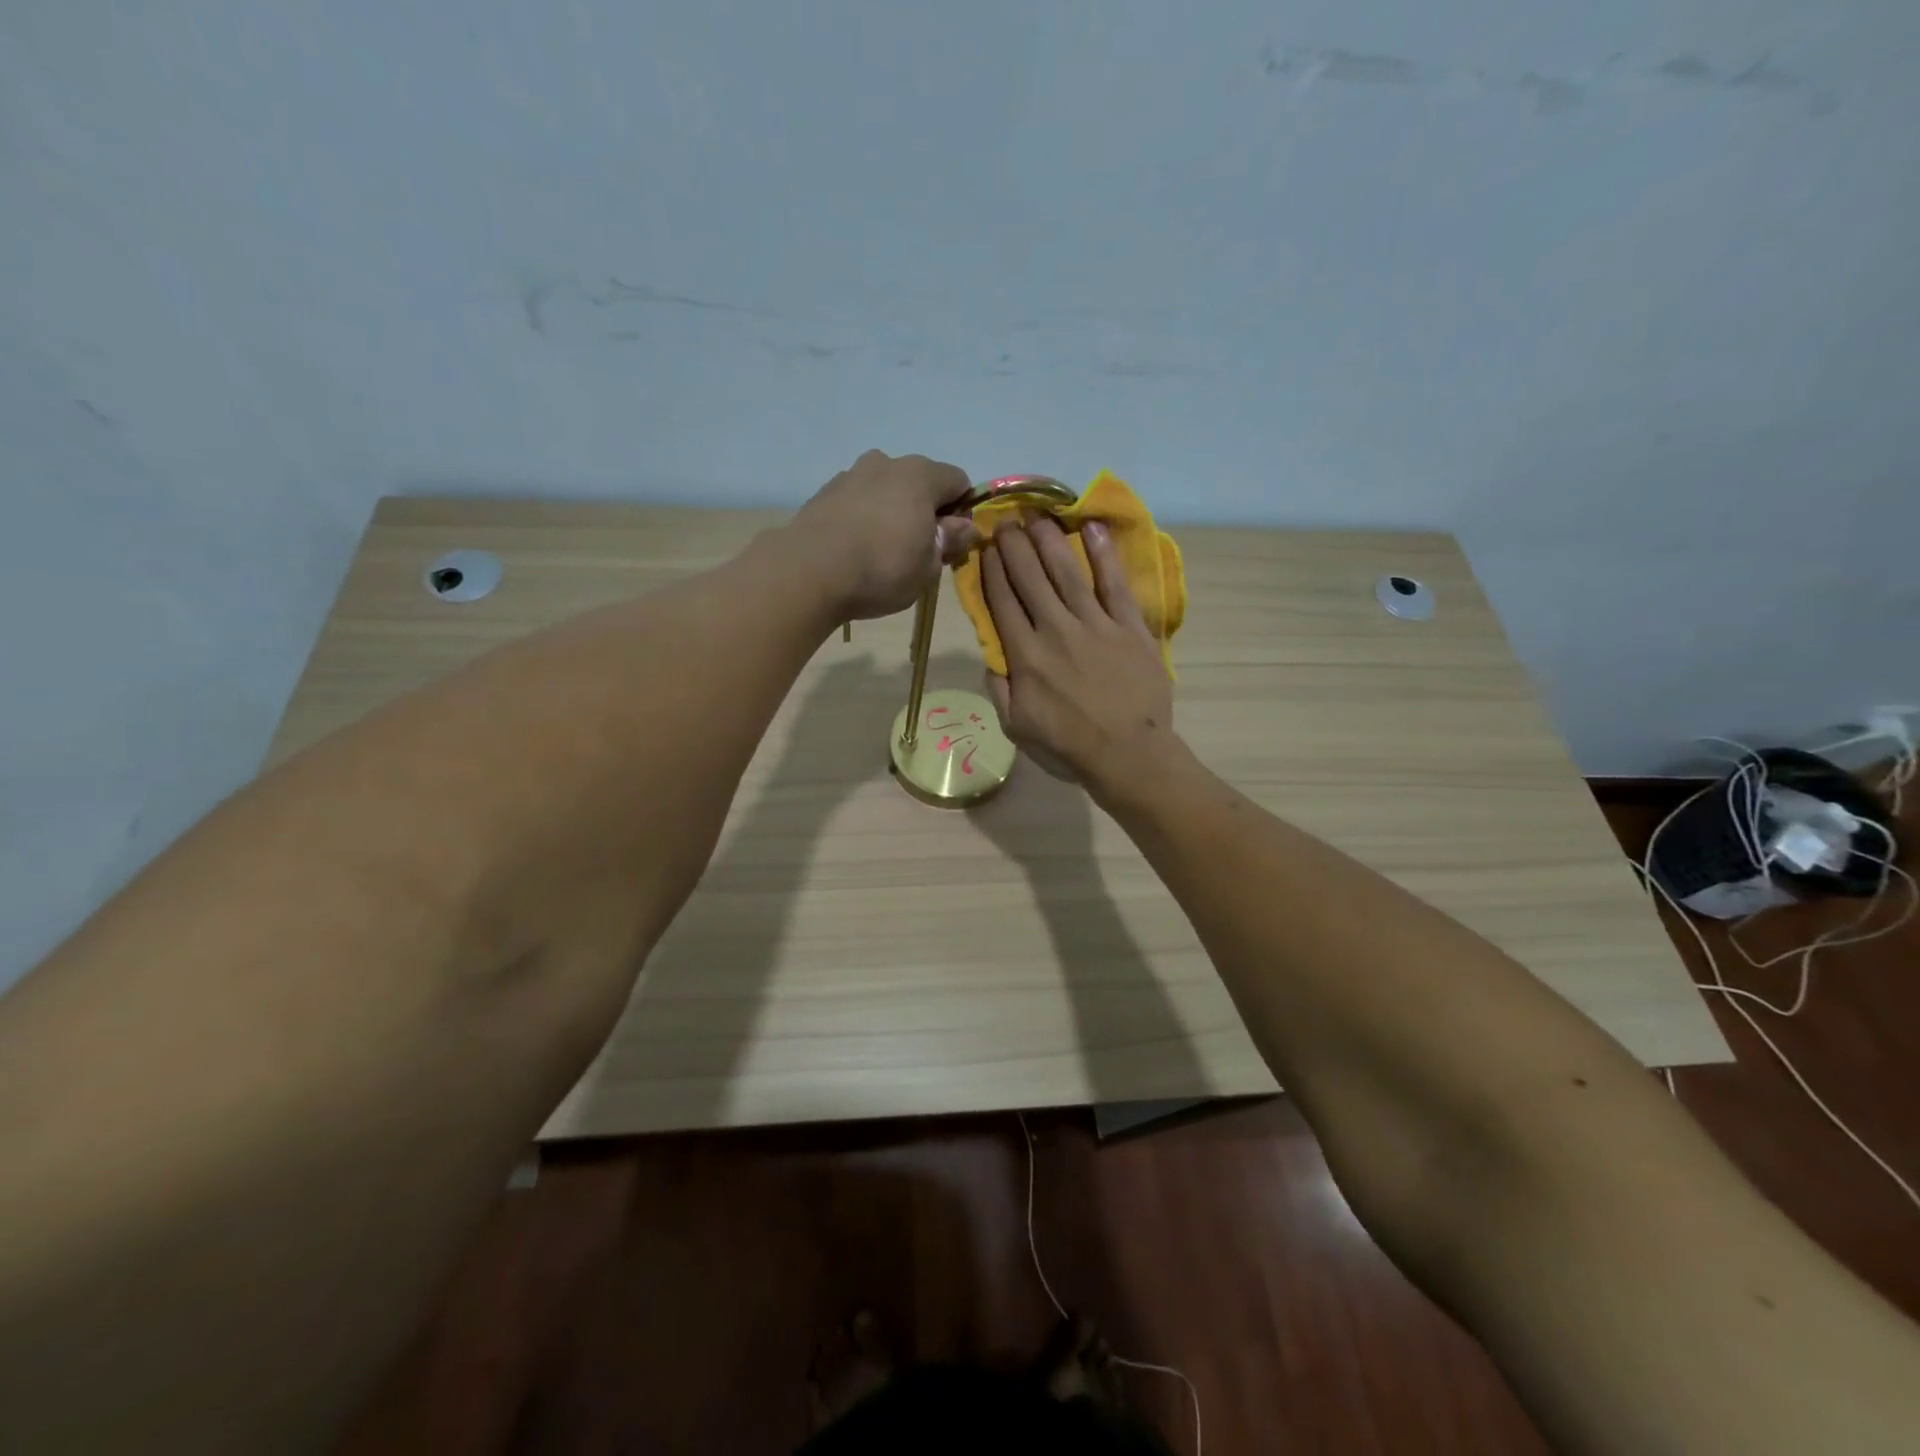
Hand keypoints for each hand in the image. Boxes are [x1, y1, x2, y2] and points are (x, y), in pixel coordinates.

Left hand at [789, 450, 976, 620]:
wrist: (808, 572)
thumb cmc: (882, 569)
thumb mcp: (929, 567)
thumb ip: (950, 541)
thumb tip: (965, 527)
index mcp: (920, 475)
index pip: (959, 481)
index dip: (962, 511)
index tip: (952, 542)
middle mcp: (885, 463)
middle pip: (919, 482)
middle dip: (925, 510)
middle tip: (919, 551)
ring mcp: (850, 475)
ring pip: (884, 490)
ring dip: (891, 513)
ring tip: (882, 551)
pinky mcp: (823, 493)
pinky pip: (857, 502)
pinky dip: (863, 518)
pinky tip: (856, 550)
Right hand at [980, 515, 1175, 793]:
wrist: (1128, 754)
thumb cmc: (1068, 746)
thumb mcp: (1016, 726)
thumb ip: (999, 688)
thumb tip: (992, 654)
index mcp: (1025, 655)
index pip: (1002, 600)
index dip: (991, 569)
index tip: (985, 546)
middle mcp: (1055, 630)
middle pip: (1029, 577)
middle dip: (1014, 545)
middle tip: (1005, 520)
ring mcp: (1095, 624)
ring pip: (1066, 571)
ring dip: (1049, 540)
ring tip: (1037, 515)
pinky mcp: (1129, 626)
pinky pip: (1114, 583)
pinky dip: (1103, 554)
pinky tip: (1091, 529)